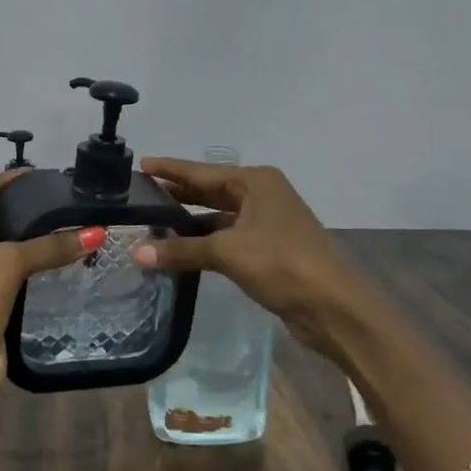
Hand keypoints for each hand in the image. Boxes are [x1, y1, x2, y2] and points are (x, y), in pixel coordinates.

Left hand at [0, 171, 88, 470]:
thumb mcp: (8, 263)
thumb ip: (52, 244)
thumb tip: (99, 231)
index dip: (8, 182)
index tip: (41, 173)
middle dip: (19, 209)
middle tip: (59, 197)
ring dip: (25, 238)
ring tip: (64, 220)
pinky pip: (2, 271)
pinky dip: (25, 263)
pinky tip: (55, 254)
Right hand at [129, 158, 365, 360]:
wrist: (334, 306)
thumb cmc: (282, 264)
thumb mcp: (228, 253)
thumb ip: (182, 250)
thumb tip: (136, 253)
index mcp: (256, 182)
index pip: (202, 171)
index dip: (171, 169)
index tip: (141, 163)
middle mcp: (262, 194)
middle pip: (211, 190)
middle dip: (179, 192)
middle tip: (141, 193)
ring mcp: (267, 221)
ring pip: (220, 214)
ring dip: (191, 219)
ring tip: (154, 219)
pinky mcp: (269, 247)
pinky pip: (228, 235)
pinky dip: (206, 239)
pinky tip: (182, 247)